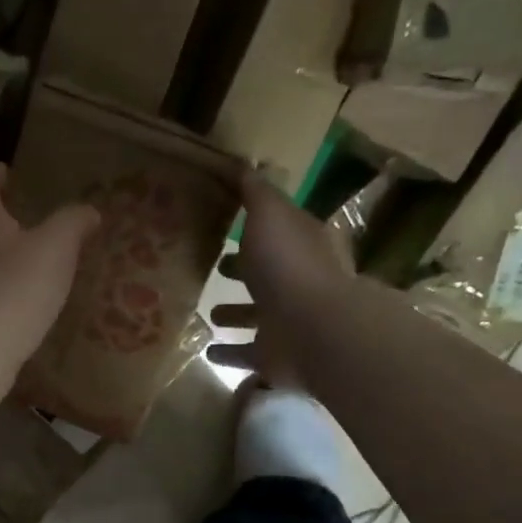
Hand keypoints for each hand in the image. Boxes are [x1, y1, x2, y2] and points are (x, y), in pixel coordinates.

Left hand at [0, 164, 98, 410]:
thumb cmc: (15, 289)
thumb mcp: (55, 247)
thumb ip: (72, 223)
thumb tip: (88, 210)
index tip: (3, 169)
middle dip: (0, 222)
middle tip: (24, 219)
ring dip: (4, 262)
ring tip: (33, 265)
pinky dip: (7, 297)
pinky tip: (27, 308)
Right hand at [208, 173, 357, 386]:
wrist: (314, 331)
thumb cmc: (290, 266)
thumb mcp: (271, 216)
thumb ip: (256, 193)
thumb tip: (244, 165)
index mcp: (303, 247)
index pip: (279, 232)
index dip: (256, 228)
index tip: (227, 225)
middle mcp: (299, 284)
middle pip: (268, 275)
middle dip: (244, 271)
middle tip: (215, 267)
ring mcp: (288, 324)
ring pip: (257, 317)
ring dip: (235, 314)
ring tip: (208, 313)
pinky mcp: (274, 357)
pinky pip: (247, 354)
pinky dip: (230, 353)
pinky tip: (208, 352)